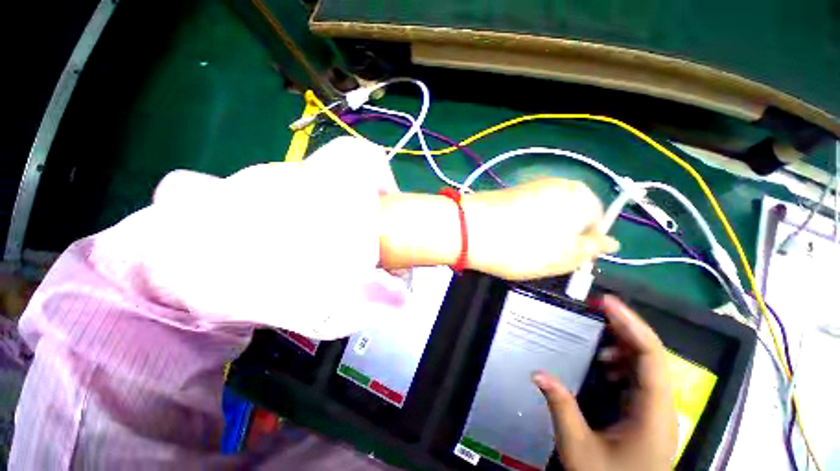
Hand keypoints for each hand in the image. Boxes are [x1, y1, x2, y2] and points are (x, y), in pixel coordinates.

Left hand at [463, 178, 618, 279]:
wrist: (470, 230)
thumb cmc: (523, 247)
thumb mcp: (566, 257)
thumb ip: (592, 249)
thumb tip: (611, 243)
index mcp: (581, 197)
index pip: (596, 223)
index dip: (582, 245)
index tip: (565, 260)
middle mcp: (558, 185)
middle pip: (570, 217)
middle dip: (561, 238)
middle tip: (542, 256)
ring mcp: (531, 186)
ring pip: (546, 216)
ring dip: (540, 233)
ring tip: (522, 248)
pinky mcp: (509, 192)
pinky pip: (525, 212)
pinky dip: (522, 225)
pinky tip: (509, 237)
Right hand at [532, 295, 676, 470]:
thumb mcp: (579, 449)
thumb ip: (561, 408)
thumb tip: (537, 373)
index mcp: (653, 413)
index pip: (650, 357)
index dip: (631, 324)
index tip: (606, 302)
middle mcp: (662, 407)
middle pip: (651, 355)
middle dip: (624, 328)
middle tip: (595, 310)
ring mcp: (656, 410)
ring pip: (646, 365)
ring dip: (622, 345)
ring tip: (595, 337)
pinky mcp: (648, 414)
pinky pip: (638, 378)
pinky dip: (620, 363)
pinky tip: (601, 365)